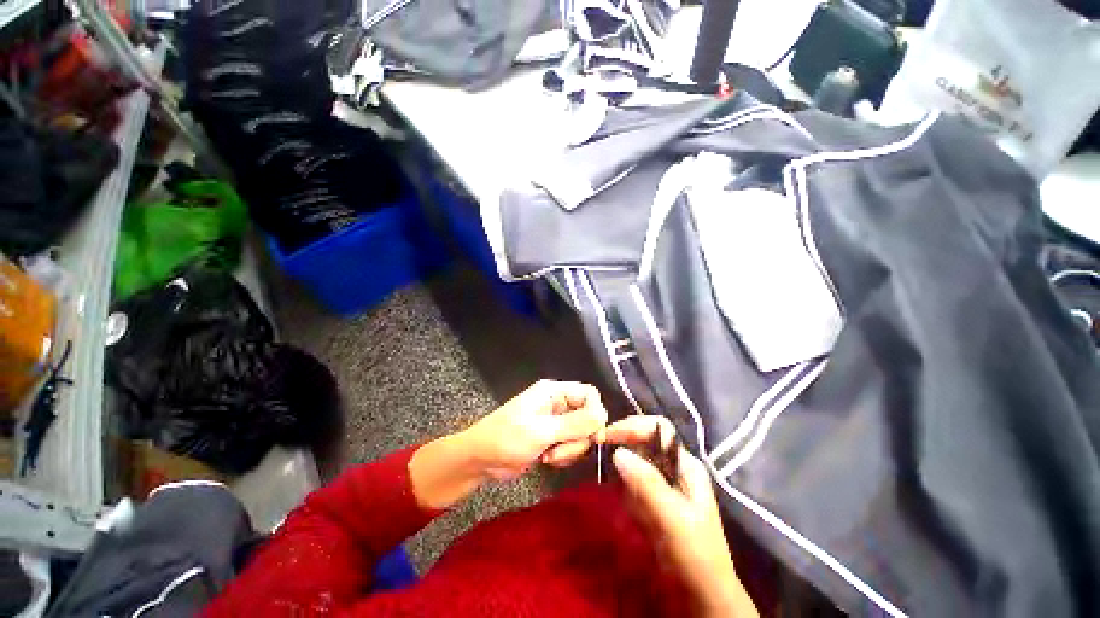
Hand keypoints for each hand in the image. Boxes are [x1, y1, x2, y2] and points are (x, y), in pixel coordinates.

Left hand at [465, 379, 607, 479]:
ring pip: (581, 434)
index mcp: (554, 392)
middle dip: (578, 438)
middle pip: (588, 417)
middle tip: (559, 450)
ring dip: (570, 450)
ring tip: (548, 456)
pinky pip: (571, 446)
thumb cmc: (505, 439)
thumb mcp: (540, 431)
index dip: (596, 413)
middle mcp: (558, 404)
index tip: (595, 436)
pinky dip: (563, 456)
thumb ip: (573, 424)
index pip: (589, 394)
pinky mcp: (552, 439)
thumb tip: (603, 417)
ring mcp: (555, 422)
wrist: (479, 460)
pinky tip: (546, 460)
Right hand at [607, 416, 758, 617]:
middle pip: (645, 442)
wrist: (702, 598)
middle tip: (597, 444)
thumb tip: (618, 452)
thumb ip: (648, 484)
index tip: (607, 434)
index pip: (659, 430)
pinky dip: (622, 484)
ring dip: (619, 462)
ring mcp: (663, 485)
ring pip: (635, 461)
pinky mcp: (652, 501)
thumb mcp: (674, 519)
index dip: (634, 426)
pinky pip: (632, 483)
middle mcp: (675, 469)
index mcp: (687, 465)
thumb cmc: (696, 556)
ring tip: (601, 464)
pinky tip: (617, 493)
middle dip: (622, 440)